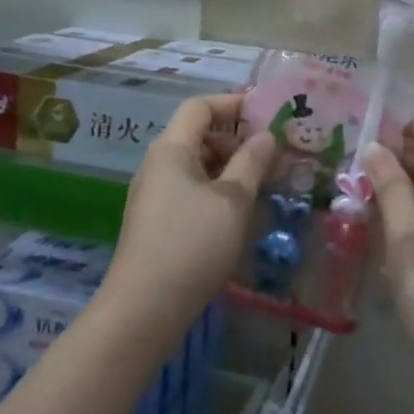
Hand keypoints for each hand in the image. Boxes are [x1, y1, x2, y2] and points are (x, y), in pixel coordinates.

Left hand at [101, 93, 273, 345]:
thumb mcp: (232, 201)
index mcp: (172, 149)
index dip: (232, 103)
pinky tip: (236, 211)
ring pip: (194, 163)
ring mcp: (153, 194)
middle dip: (234, 137)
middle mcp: (157, 164)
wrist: (143, 310)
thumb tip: (265, 135)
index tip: (265, 112)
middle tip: (269, 153)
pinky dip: (214, 188)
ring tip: (259, 183)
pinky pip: (188, 188)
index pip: (200, 106)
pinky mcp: (155, 220)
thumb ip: (251, 163)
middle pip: (196, 133)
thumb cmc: (192, 244)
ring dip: (227, 166)